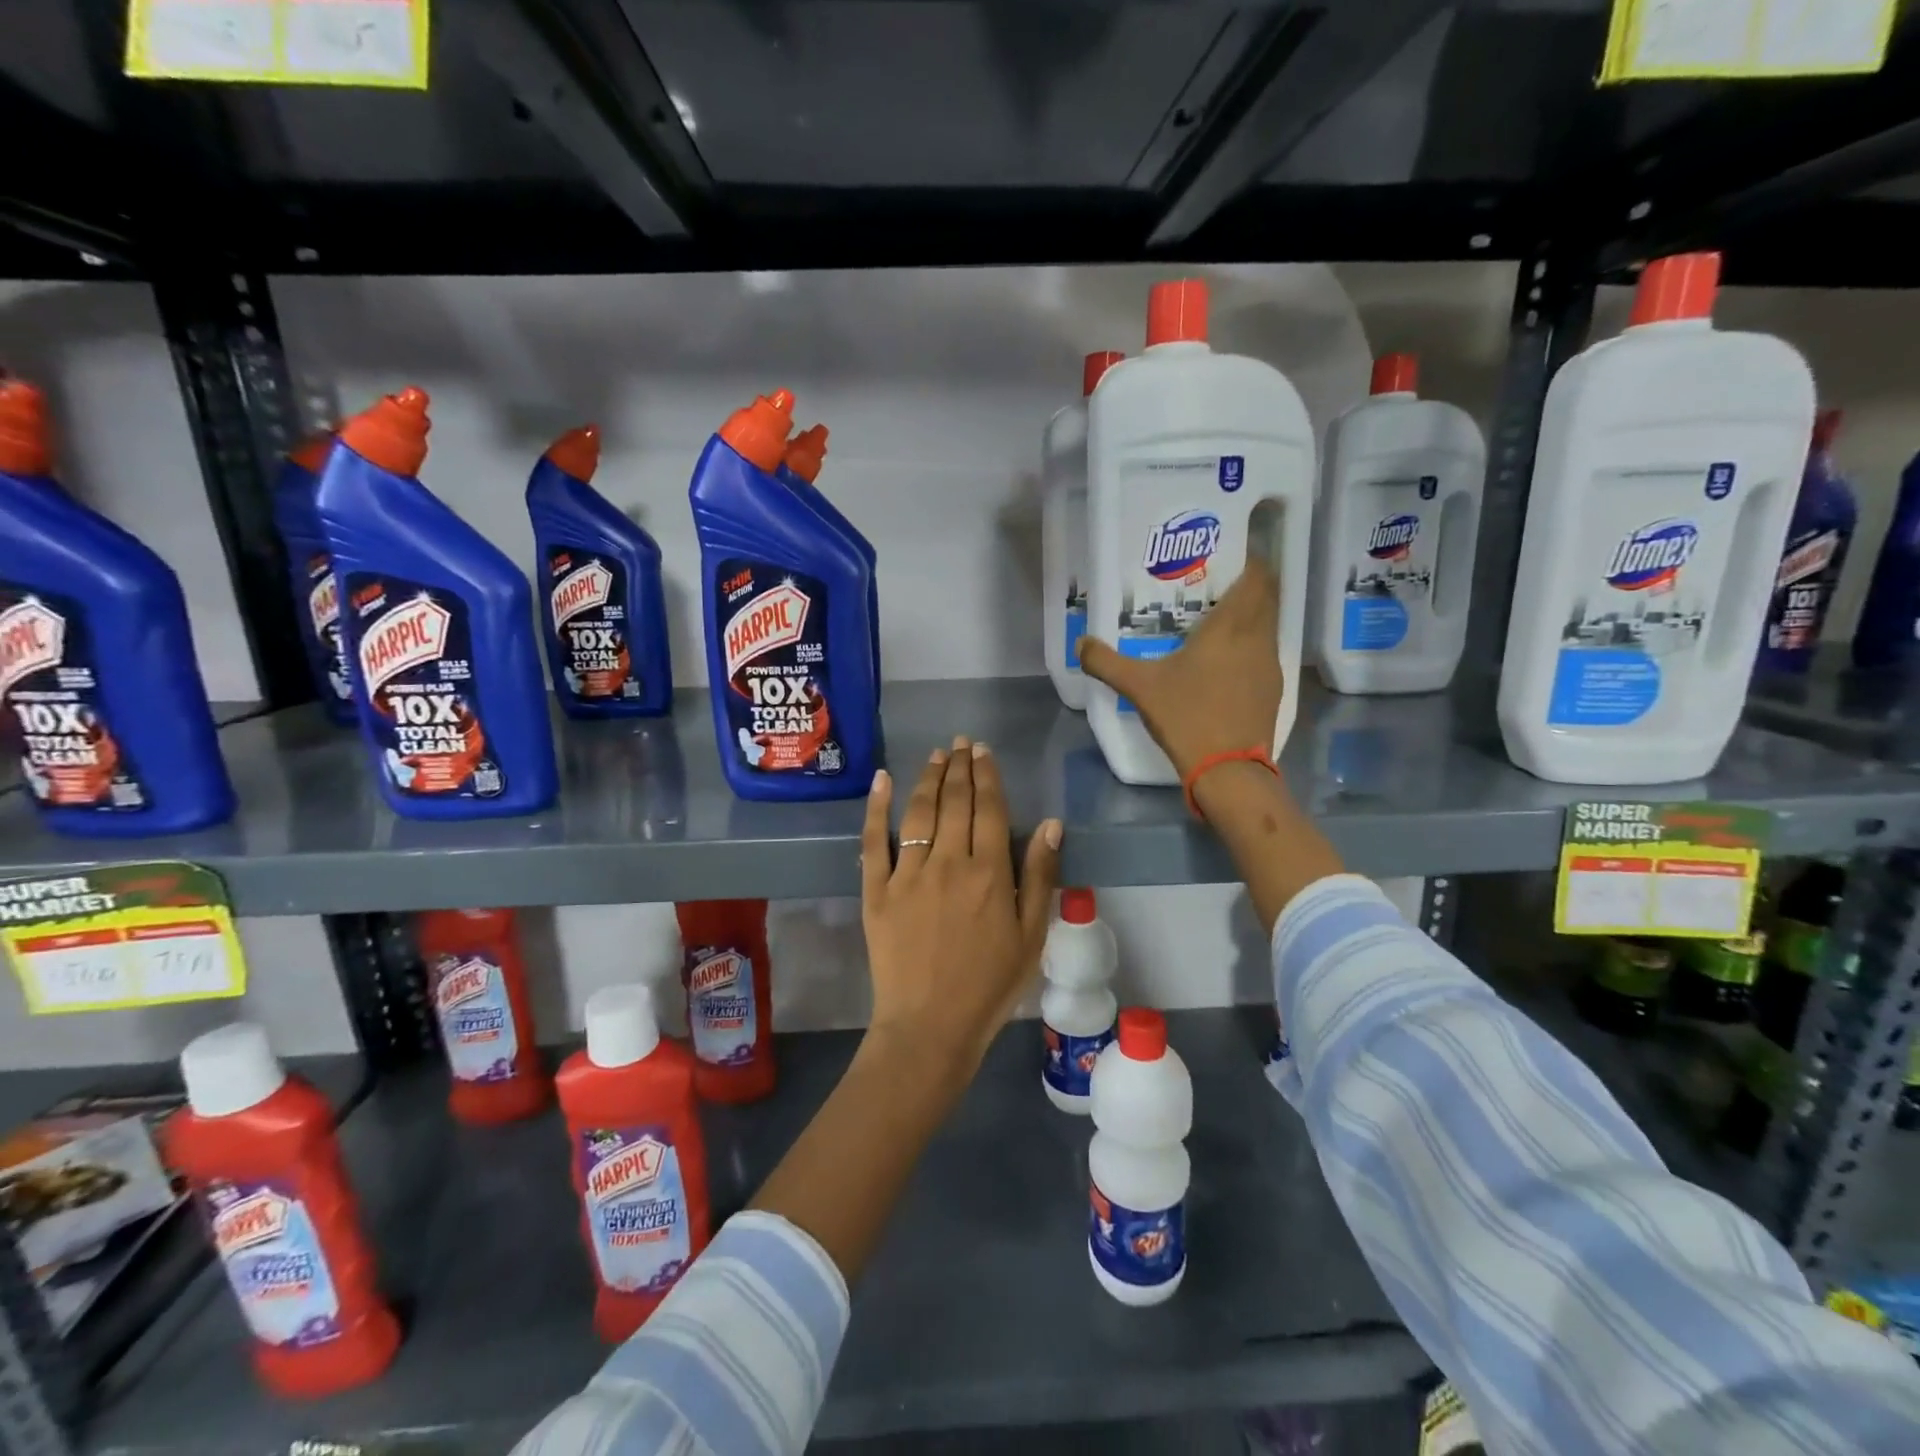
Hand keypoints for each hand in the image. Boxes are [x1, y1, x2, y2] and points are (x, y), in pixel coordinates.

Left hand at [860, 737, 1062, 1080]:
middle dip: (959, 767)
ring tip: (936, 755)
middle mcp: (948, 862)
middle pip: (954, 802)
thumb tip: (1051, 824)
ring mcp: (907, 874)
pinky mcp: (876, 890)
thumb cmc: (990, 985)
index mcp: (989, 872)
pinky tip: (881, 780)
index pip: (989, 808)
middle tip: (960, 743)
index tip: (983, 751)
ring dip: (927, 778)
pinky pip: (873, 841)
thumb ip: (1040, 876)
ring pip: (918, 812)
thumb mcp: (1031, 935)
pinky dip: (876, 807)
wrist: (930, 1025)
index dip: (987, 775)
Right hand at [1078, 558, 1283, 777]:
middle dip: (1247, 586)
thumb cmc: (1187, 716)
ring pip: (1267, 626)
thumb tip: (1081, 644)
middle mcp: (1258, 638)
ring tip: (1215, 622)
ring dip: (1249, 618)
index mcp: (1232, 626)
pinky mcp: (1272, 690)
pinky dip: (1248, 647)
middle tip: (1214, 586)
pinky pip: (1263, 653)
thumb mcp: (1139, 687)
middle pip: (1267, 597)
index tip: (1226, 556)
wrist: (1228, 769)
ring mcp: (1269, 665)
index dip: (1250, 560)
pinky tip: (1222, 662)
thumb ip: (1107, 662)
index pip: (1258, 576)